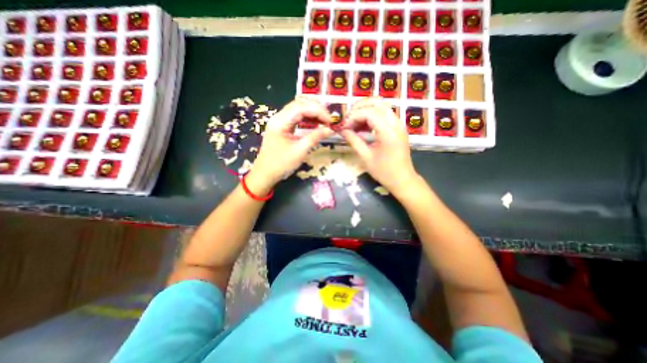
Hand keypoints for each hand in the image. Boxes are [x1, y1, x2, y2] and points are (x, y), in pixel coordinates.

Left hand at [250, 97, 333, 191]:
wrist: (265, 174)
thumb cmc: (281, 164)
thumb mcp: (300, 151)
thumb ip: (315, 137)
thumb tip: (330, 129)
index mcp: (280, 121)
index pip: (302, 107)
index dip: (319, 111)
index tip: (331, 121)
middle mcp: (279, 117)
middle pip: (300, 104)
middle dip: (317, 109)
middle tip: (329, 120)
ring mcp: (280, 121)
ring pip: (298, 110)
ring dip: (313, 113)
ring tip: (325, 121)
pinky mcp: (282, 127)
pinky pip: (296, 118)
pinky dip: (307, 119)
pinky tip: (315, 124)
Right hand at [341, 96, 416, 192]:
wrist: (403, 180)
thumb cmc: (384, 172)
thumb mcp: (366, 158)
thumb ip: (353, 141)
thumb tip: (342, 130)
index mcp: (388, 132)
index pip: (369, 112)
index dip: (353, 116)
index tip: (343, 127)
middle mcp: (395, 123)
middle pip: (376, 102)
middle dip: (359, 108)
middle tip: (348, 120)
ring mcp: (398, 123)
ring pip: (381, 105)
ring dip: (365, 109)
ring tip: (354, 122)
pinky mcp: (398, 127)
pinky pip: (384, 113)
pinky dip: (372, 114)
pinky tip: (363, 125)